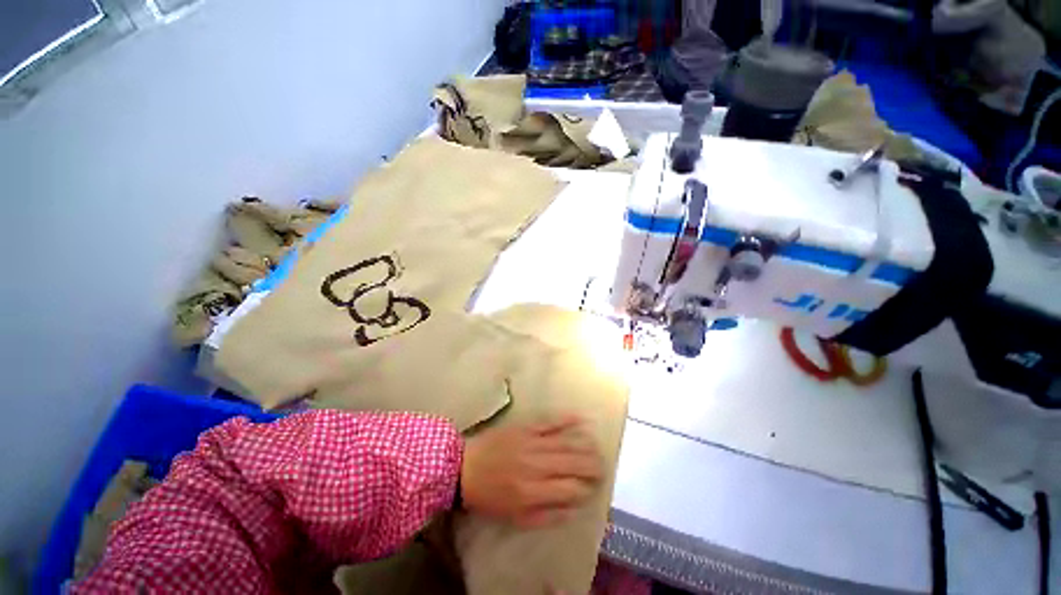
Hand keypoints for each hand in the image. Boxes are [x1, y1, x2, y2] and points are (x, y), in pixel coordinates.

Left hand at [461, 415, 602, 527]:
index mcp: (533, 491)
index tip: (593, 487)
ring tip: (597, 448)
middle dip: (591, 465)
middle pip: (572, 463)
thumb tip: (573, 508)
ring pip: (565, 443)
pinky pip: (549, 421)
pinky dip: (565, 419)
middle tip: (603, 466)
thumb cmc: (489, 496)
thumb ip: (545, 515)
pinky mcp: (525, 427)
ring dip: (584, 445)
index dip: (585, 488)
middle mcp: (536, 465)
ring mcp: (532, 442)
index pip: (569, 489)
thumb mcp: (515, 517)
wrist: (465, 467)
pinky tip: (580, 419)